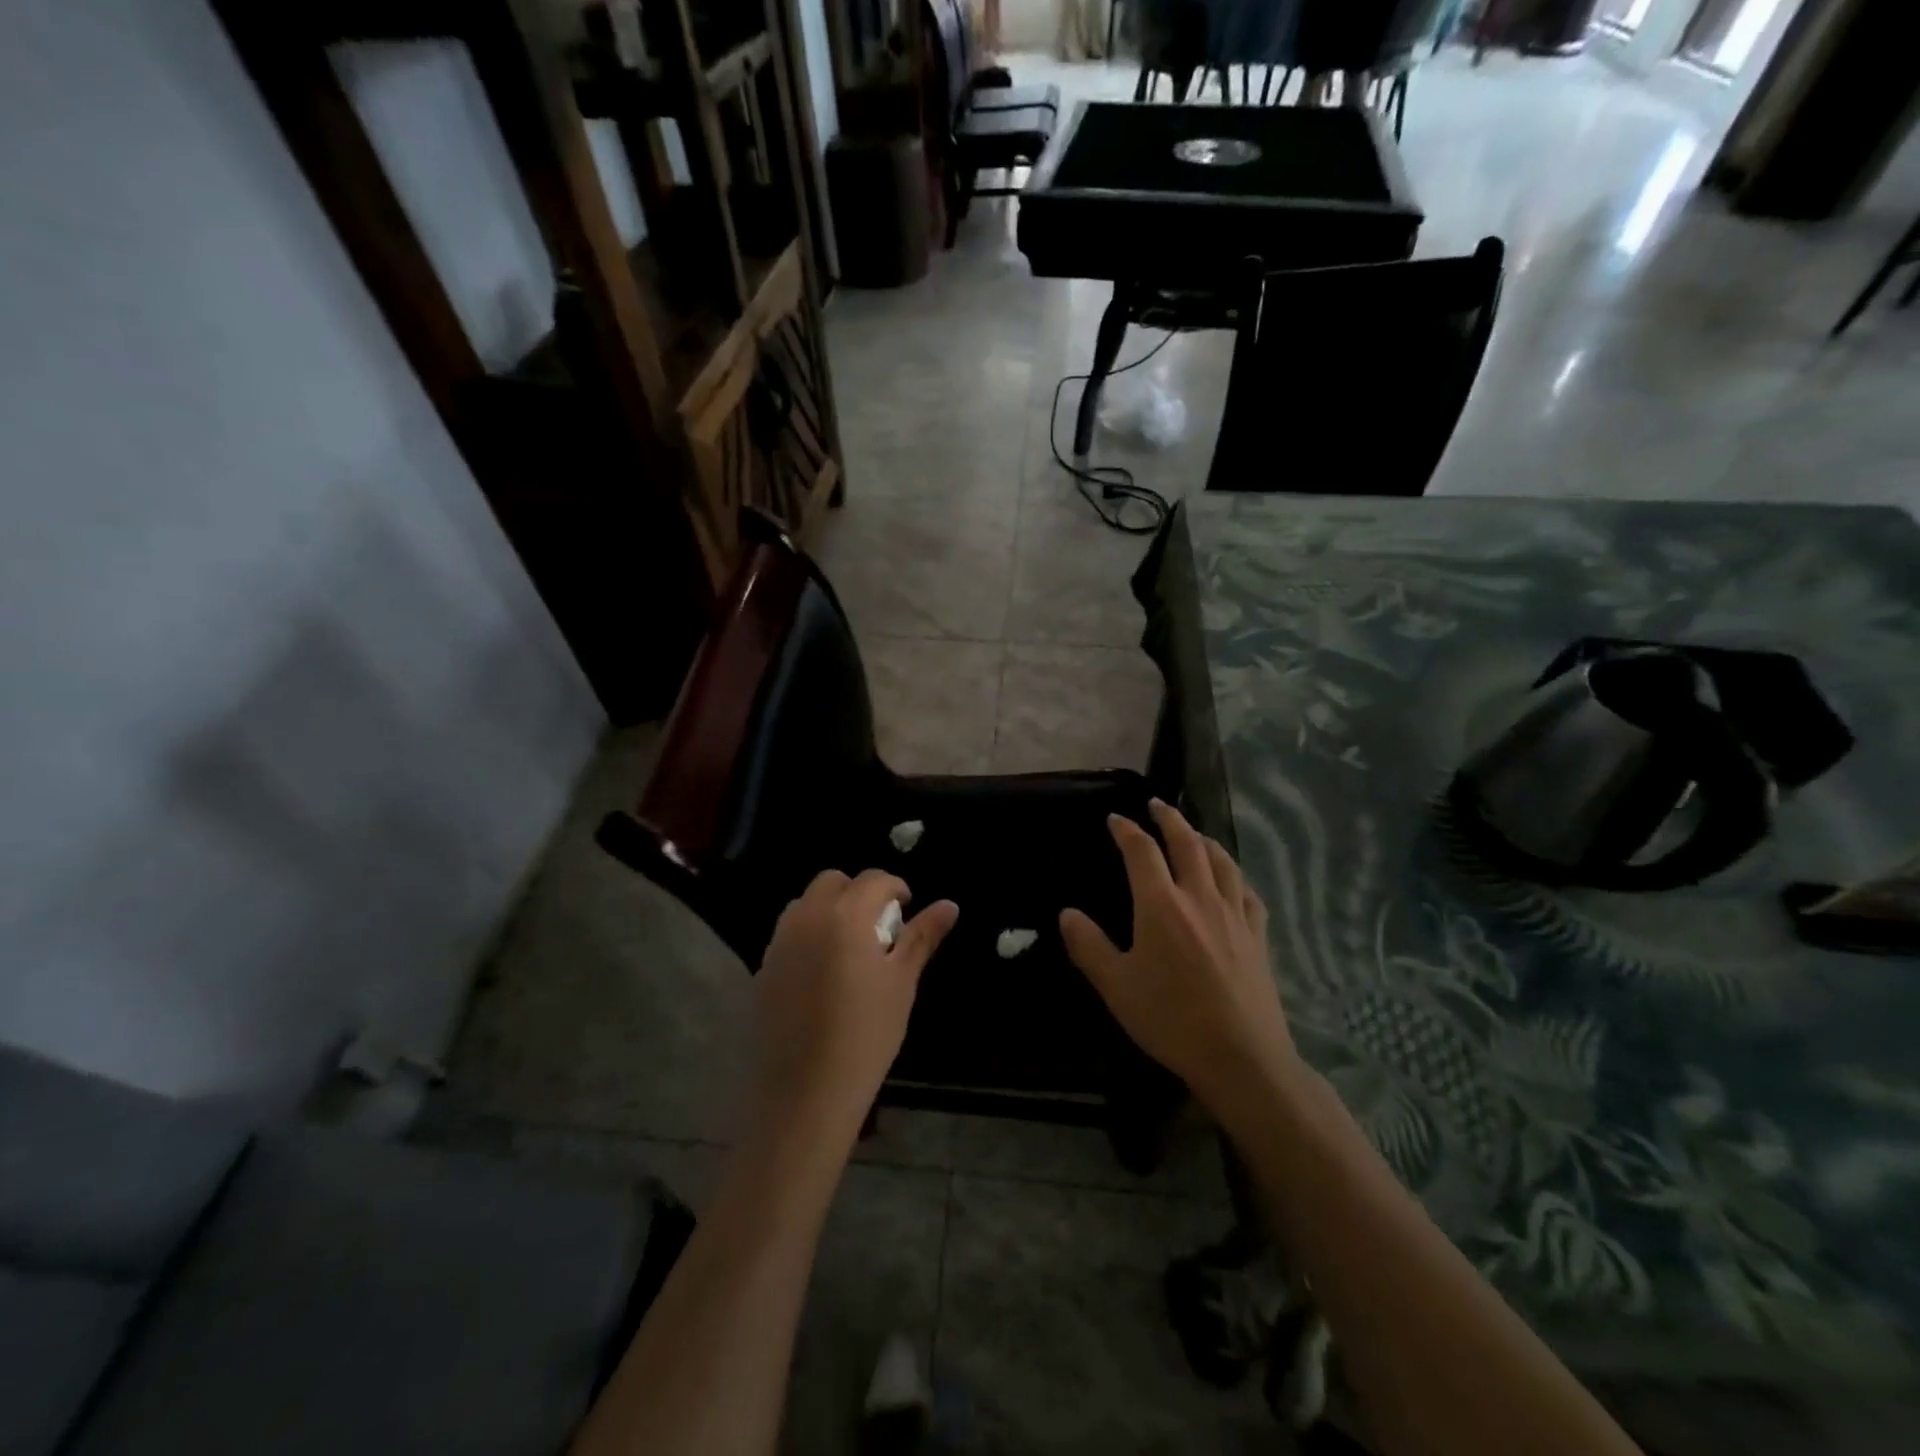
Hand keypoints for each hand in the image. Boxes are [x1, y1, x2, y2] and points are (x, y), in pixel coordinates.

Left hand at [752, 869, 957, 1142]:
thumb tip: (950, 905)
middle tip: (879, 927)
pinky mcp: (764, 967)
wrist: (806, 1091)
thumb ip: (922, 937)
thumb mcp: (901, 982)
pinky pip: (789, 932)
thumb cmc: (866, 1034)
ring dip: (831, 909)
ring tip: (851, 948)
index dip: (895, 889)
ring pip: (807, 903)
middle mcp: (807, 917)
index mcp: (845, 915)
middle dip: (859, 893)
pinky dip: (810, 933)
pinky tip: (824, 972)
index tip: (907, 911)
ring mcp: (780, 941)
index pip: (873, 879)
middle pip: (833, 881)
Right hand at [1060, 800, 1296, 1117]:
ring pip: (1221, 861)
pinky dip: (1234, 875)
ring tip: (1193, 833)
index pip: (1141, 851)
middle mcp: (1199, 897)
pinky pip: (1247, 891)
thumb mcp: (1116, 986)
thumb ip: (1089, 945)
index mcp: (1161, 904)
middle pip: (1187, 843)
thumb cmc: (1170, 1019)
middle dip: (1169, 819)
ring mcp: (1234, 914)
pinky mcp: (1258, 935)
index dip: (1126, 830)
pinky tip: (1232, 880)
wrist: (1241, 1056)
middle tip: (1156, 805)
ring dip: (1203, 839)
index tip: (1115, 819)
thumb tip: (1067, 913)